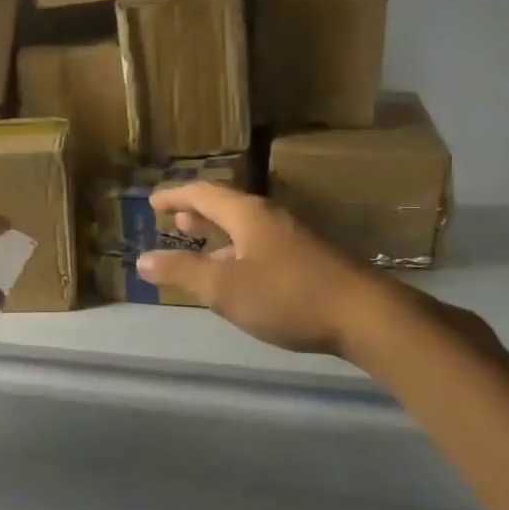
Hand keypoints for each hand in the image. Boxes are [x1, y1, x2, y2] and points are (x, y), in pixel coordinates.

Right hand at [138, 183, 388, 354]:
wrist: (365, 315)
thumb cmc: (287, 296)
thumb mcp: (225, 288)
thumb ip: (182, 272)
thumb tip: (143, 259)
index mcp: (247, 214)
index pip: (202, 194)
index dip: (174, 196)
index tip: (153, 202)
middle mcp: (270, 218)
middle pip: (226, 207)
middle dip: (197, 212)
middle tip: (174, 219)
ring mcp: (293, 238)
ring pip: (245, 228)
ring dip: (218, 234)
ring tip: (200, 244)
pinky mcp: (309, 260)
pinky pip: (260, 245)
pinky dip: (238, 251)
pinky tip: (239, 275)